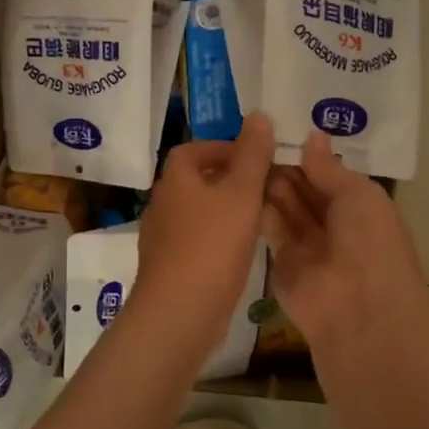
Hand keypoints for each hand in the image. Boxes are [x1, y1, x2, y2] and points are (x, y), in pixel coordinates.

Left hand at [134, 112, 276, 363]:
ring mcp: (163, 239)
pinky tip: (243, 252)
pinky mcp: (170, 268)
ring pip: (198, 213)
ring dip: (226, 211)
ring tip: (262, 218)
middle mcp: (163, 205)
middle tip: (265, 188)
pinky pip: (197, 241)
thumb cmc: (211, 246)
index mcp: (175, 181)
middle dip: (229, 180)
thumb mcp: (241, 194)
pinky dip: (219, 239)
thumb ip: (252, 155)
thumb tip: (258, 114)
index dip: (222, 148)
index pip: (193, 150)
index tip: (253, 158)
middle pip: (195, 181)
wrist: (179, 313)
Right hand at [262, 131, 428, 357]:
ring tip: (248, 157)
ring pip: (285, 209)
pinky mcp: (282, 264)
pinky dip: (259, 211)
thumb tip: (313, 136)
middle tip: (256, 139)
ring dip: (271, 185)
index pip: (329, 176)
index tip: (280, 128)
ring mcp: (308, 247)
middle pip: (304, 191)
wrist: (358, 309)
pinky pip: (270, 232)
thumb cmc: (369, 242)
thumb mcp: (358, 194)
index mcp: (360, 208)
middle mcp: (334, 226)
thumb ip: (329, 168)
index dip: (308, 155)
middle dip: (285, 167)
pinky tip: (243, 186)